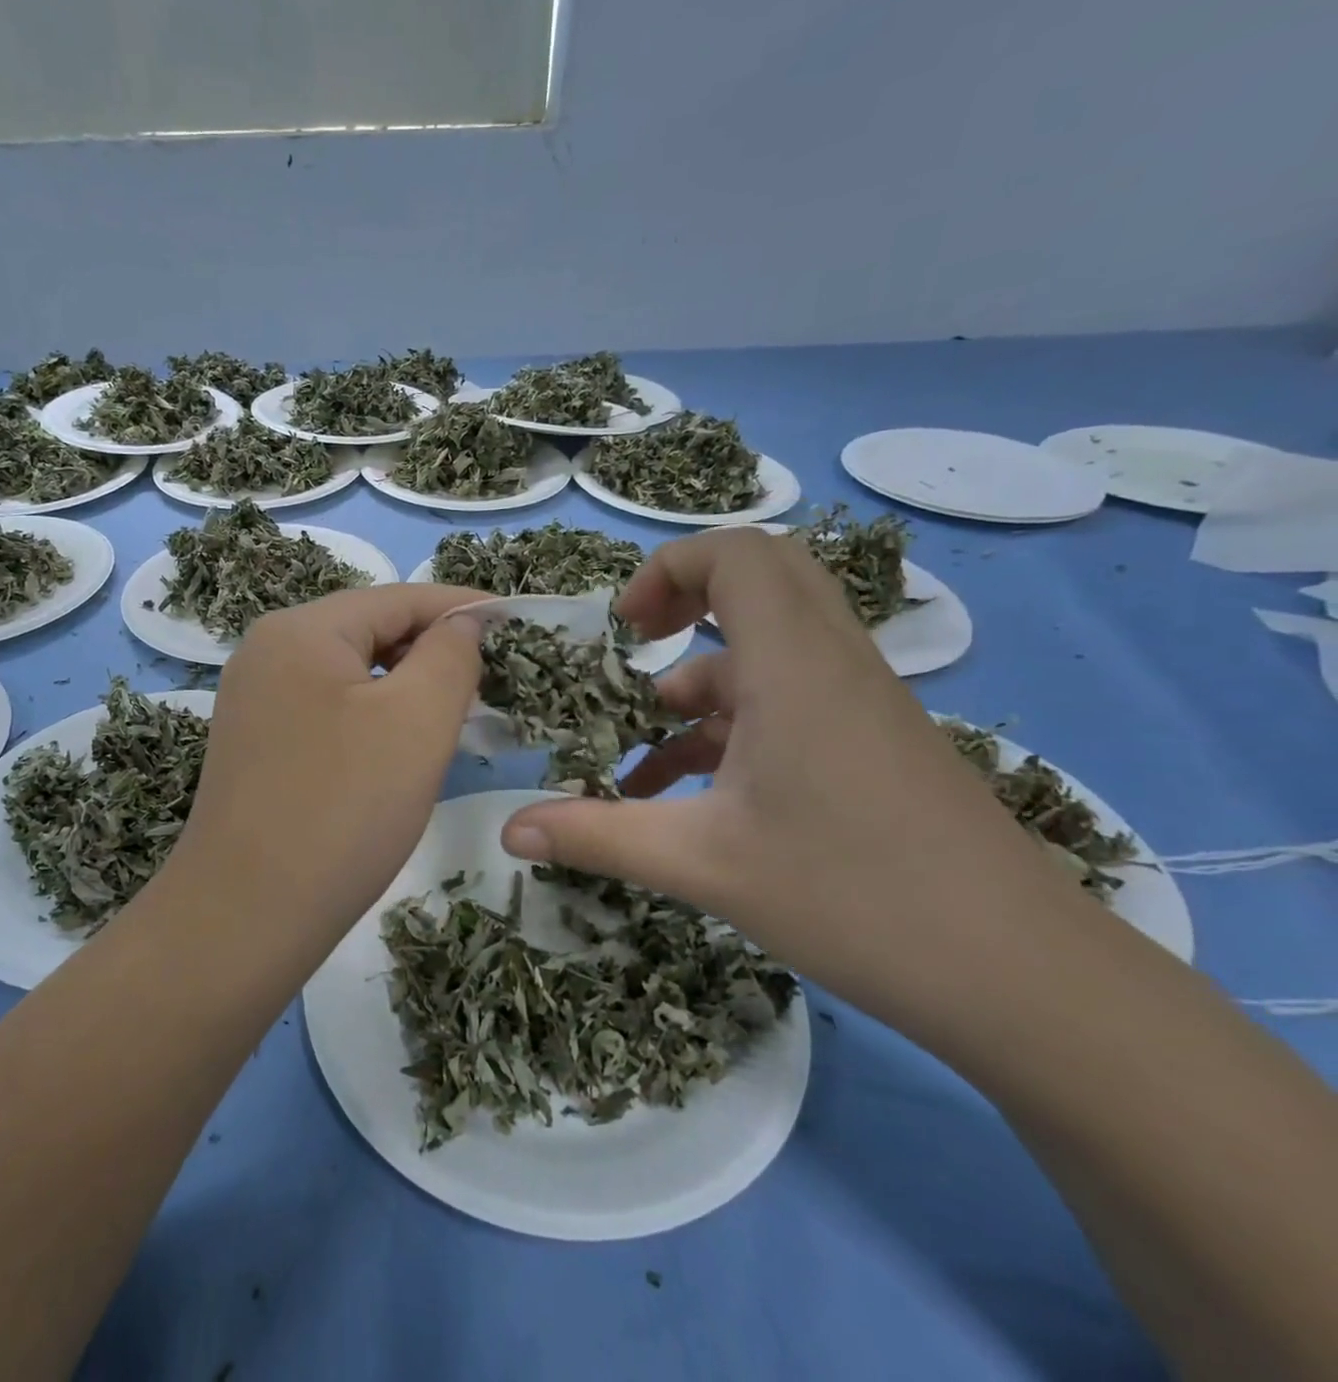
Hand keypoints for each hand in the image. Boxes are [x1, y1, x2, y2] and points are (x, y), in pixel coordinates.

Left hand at [172, 583, 484, 928]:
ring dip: (404, 685)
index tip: (515, 622)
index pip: (398, 598)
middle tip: (490, 680)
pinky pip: (327, 706)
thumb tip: (462, 622)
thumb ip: (450, 655)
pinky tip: (397, 745)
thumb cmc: (343, 810)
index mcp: (300, 629)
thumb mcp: (417, 721)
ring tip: (453, 713)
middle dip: (432, 649)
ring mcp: (254, 697)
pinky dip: (371, 714)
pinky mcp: (255, 740)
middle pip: (369, 630)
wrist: (245, 916)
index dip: (462, 607)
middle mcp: (267, 650)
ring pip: (349, 671)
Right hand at [498, 527, 1077, 1010]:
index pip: (736, 552)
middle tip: (638, 643)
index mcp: (793, 666)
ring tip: (643, 745)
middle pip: (764, 575)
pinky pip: (791, 701)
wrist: (1026, 981)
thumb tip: (508, 828)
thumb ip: (596, 836)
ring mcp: (860, 704)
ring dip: (701, 681)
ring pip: (770, 649)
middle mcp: (832, 664)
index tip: (623, 631)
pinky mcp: (872, 744)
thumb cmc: (854, 897)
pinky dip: (733, 725)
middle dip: (688, 597)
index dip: (667, 567)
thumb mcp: (701, 864)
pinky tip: (688, 793)